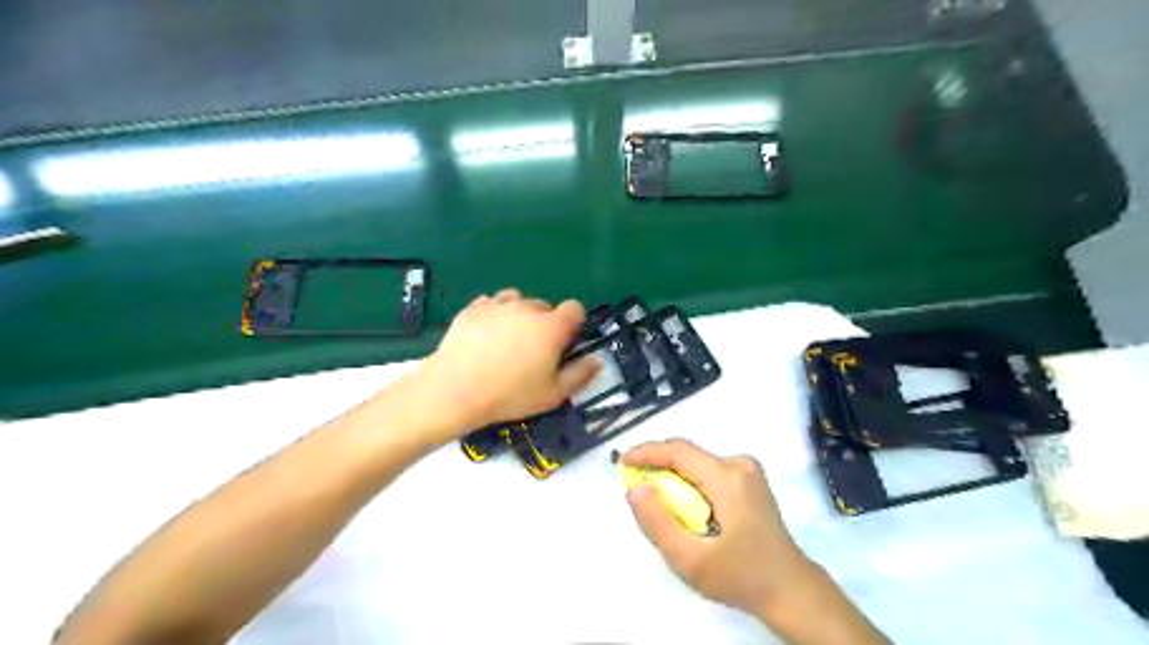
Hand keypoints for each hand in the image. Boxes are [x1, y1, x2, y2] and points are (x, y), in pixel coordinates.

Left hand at [422, 289, 602, 438]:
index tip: (564, 344)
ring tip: (508, 340)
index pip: (575, 308)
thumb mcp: (554, 394)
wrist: (456, 389)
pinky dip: (494, 315)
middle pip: (545, 306)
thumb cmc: (511, 394)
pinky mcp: (473, 308)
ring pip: (517, 300)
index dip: (573, 324)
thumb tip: (596, 359)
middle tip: (533, 351)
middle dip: (545, 323)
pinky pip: (491, 304)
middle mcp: (527, 308)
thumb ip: (580, 374)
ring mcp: (498, 305)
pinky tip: (485, 336)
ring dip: (519, 315)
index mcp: (551, 326)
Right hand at [619, 440, 815, 615]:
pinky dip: (690, 484)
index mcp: (728, 479)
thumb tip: (635, 488)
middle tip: (638, 490)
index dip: (647, 452)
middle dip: (658, 467)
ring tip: (661, 505)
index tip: (623, 462)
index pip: (679, 451)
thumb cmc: (740, 576)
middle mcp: (739, 465)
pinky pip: (709, 472)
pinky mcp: (751, 482)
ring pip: (697, 464)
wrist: (791, 591)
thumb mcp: (690, 560)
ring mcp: (748, 472)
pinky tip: (686, 509)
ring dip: (674, 477)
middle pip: (688, 456)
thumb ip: (658, 523)